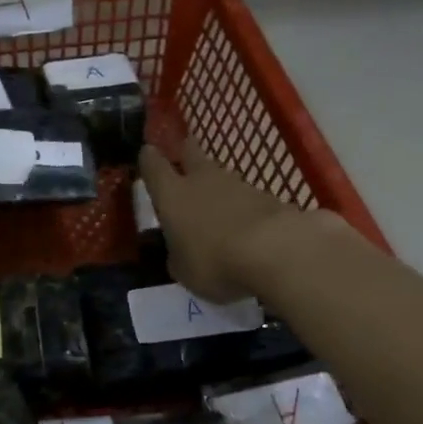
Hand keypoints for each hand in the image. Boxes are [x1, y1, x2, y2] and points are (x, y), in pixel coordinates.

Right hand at [139, 142, 341, 301]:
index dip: (148, 159)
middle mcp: (201, 181)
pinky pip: (246, 198)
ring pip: (220, 176)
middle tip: (183, 152)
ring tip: (214, 204)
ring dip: (215, 185)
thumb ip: (178, 257)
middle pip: (191, 154)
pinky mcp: (267, 196)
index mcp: (172, 195)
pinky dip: (241, 207)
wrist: (275, 251)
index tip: (147, 152)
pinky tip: (244, 225)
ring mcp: (238, 184)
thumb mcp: (183, 271)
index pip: (153, 166)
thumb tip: (179, 251)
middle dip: (185, 152)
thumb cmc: (214, 262)